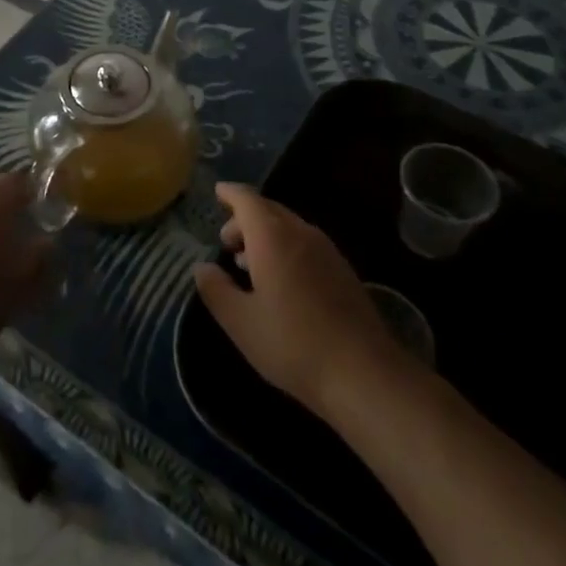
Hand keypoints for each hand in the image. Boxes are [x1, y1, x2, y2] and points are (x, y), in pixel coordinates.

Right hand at [193, 182, 411, 416]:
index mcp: (272, 236)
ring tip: (248, 263)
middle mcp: (300, 233)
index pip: (247, 199)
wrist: (364, 373)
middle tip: (226, 242)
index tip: (217, 192)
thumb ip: (216, 290)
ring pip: (289, 227)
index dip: (230, 194)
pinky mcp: (343, 271)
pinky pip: (306, 244)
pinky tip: (280, 281)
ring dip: (265, 235)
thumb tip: (202, 268)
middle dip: (245, 219)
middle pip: (269, 210)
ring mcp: (327, 250)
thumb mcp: (241, 322)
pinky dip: (286, 248)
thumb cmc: (293, 344)